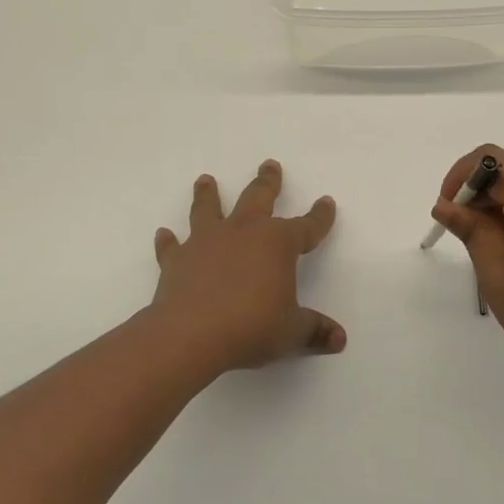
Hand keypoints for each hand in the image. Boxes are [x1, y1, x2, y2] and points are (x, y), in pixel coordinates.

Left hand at [151, 160, 343, 370]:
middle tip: (270, 165)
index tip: (326, 202)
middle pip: (257, 198)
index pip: (306, 226)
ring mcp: (206, 242)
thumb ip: (315, 331)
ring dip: (208, 194)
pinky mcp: (177, 260)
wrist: (190, 334)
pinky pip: (172, 246)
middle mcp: (242, 232)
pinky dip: (168, 241)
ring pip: (208, 209)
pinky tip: (164, 234)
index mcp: (277, 243)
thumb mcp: (291, 332)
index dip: (319, 216)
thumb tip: (340, 339)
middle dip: (267, 182)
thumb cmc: (250, 327)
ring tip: (206, 179)